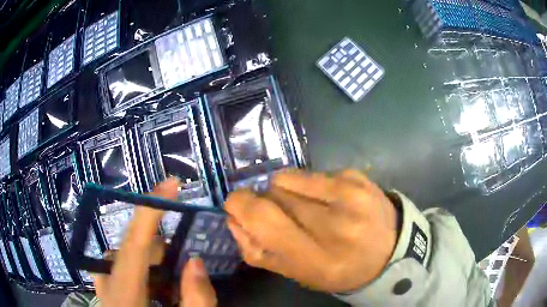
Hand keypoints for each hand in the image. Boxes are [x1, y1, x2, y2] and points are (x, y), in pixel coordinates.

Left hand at [92, 178, 216, 306]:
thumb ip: (197, 299)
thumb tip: (194, 261)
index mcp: (123, 294)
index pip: (135, 242)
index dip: (151, 209)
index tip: (171, 183)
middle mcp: (107, 284)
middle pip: (133, 250)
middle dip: (162, 252)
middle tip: (183, 272)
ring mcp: (102, 287)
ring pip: (129, 259)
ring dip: (154, 266)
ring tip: (171, 289)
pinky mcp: (105, 290)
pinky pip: (122, 269)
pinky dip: (144, 274)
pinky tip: (156, 292)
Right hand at [225, 169, 397, 292]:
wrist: (389, 250)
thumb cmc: (340, 268)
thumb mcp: (298, 274)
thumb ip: (259, 251)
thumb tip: (233, 218)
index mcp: (318, 260)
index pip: (265, 221)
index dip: (241, 205)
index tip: (235, 204)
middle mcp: (337, 226)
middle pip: (274, 195)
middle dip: (264, 201)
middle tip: (279, 214)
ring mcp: (351, 196)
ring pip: (287, 179)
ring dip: (285, 191)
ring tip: (305, 207)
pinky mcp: (357, 177)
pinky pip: (310, 173)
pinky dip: (307, 184)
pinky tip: (326, 200)